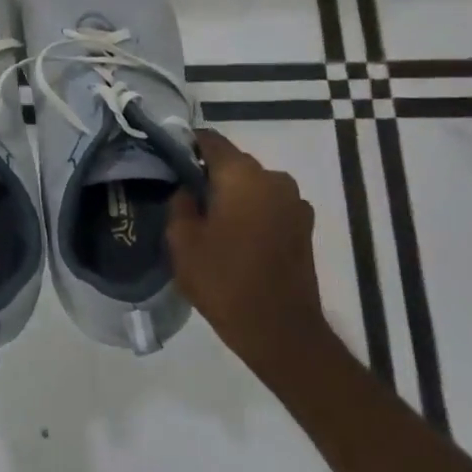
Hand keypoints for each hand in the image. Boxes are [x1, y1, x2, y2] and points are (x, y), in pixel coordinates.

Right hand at [168, 128, 333, 380]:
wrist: (281, 331)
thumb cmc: (224, 280)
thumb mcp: (182, 240)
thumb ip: (180, 203)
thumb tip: (187, 189)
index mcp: (241, 175)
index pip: (209, 140)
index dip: (186, 145)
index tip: (167, 160)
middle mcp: (273, 178)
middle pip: (233, 163)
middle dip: (209, 174)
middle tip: (184, 197)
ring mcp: (294, 203)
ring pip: (252, 185)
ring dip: (233, 195)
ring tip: (211, 222)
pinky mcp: (304, 226)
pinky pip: (269, 205)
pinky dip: (252, 212)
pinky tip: (237, 238)